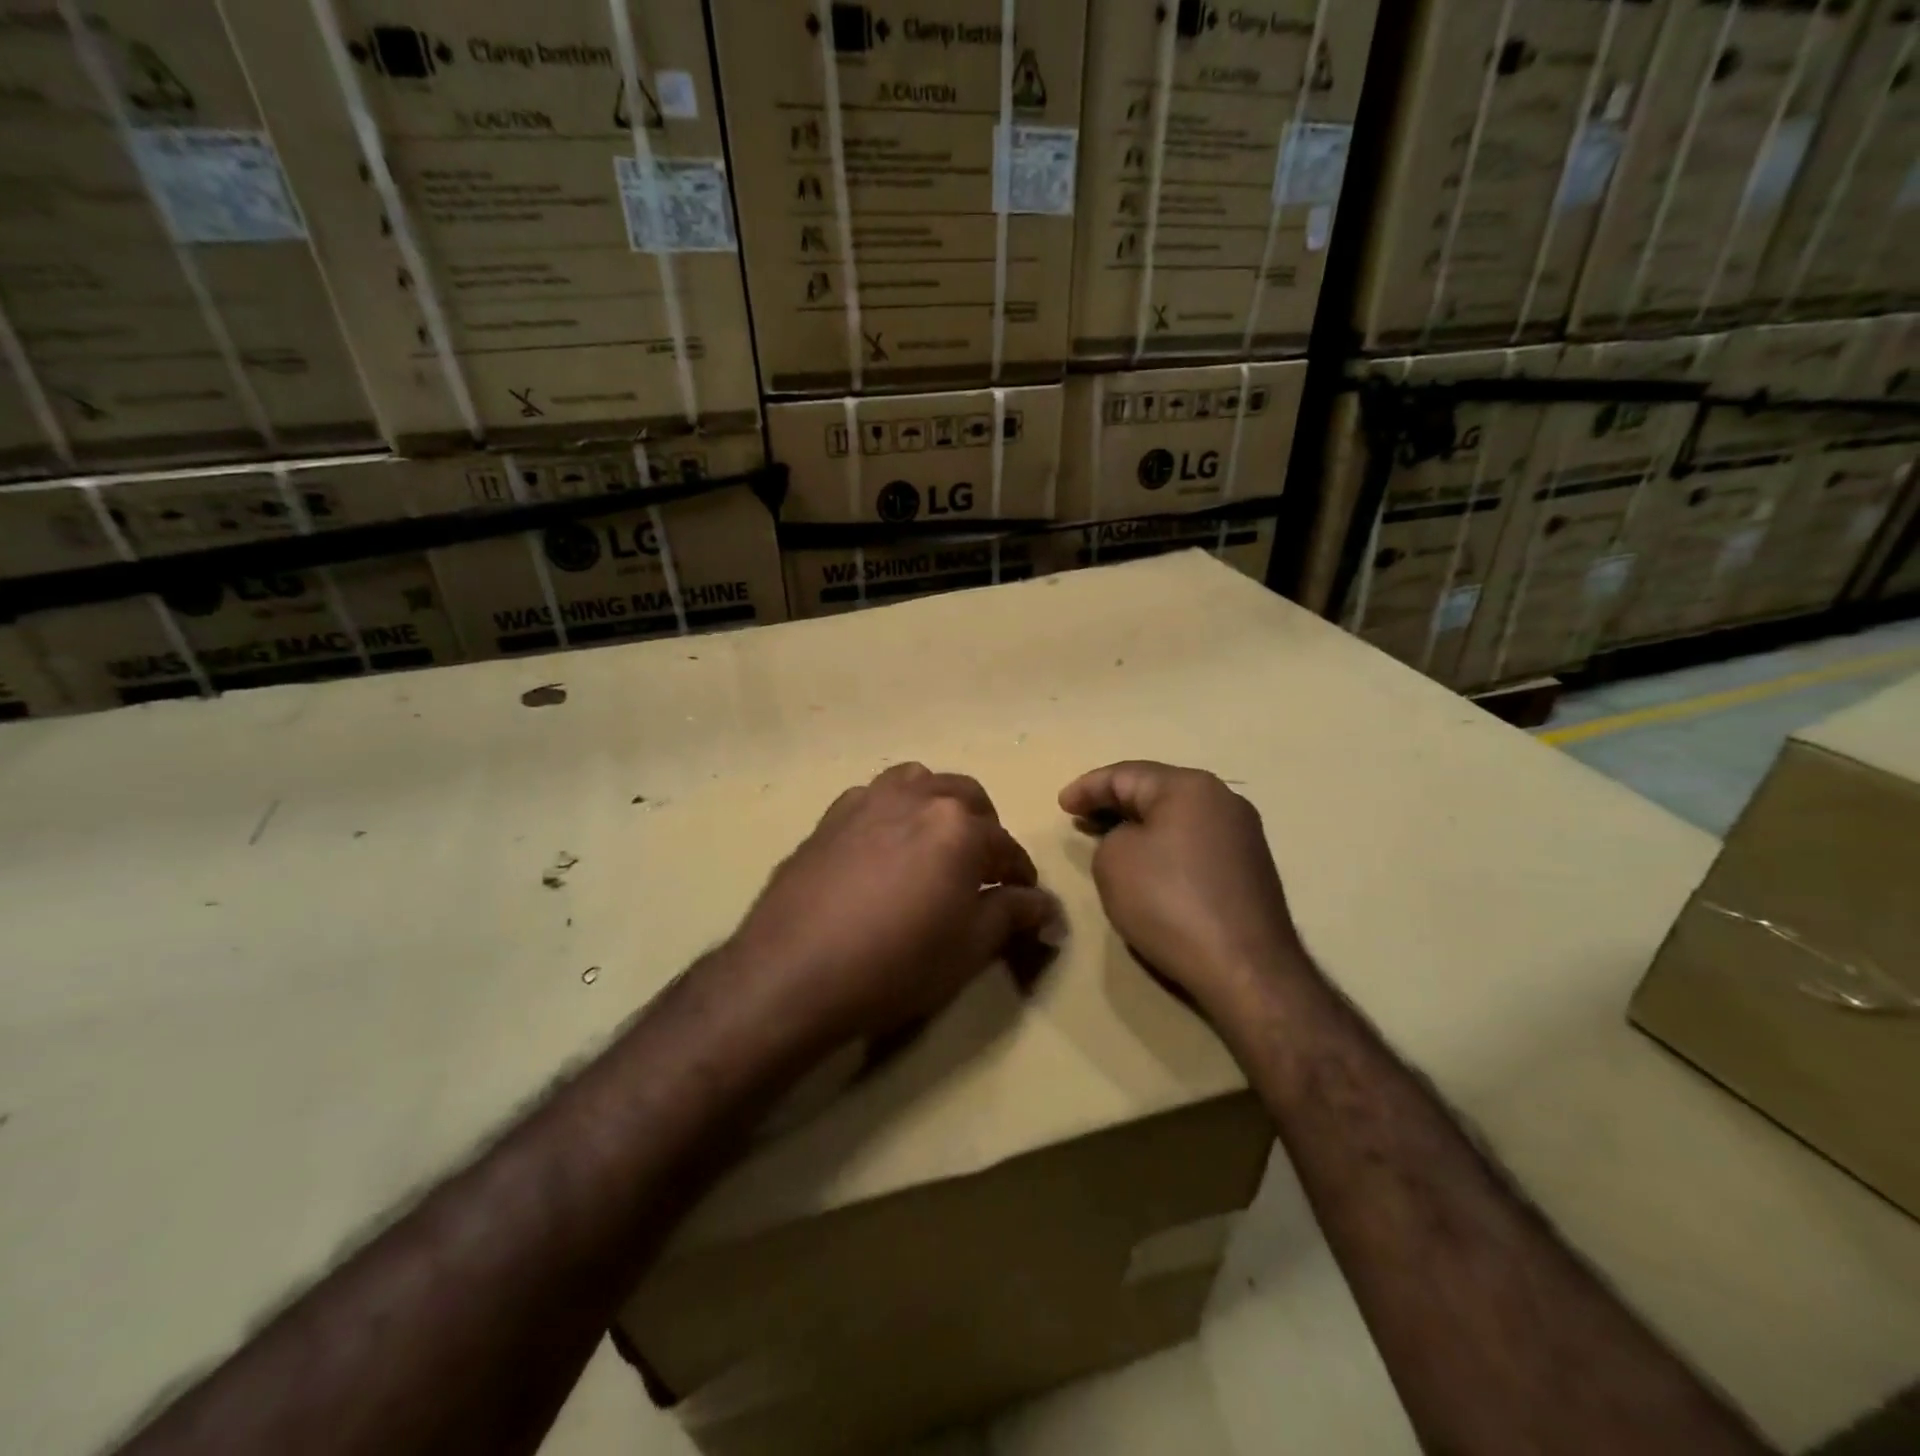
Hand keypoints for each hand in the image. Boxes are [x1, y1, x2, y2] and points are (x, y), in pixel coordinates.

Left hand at [731, 763, 1059, 1051]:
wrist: (794, 972)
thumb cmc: (896, 962)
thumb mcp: (970, 947)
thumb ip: (1013, 914)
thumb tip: (1045, 905)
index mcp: (959, 824)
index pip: (1006, 846)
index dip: (1020, 875)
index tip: (1023, 898)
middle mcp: (916, 796)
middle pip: (966, 798)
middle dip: (983, 830)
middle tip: (980, 870)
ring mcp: (868, 800)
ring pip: (918, 784)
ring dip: (937, 807)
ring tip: (933, 846)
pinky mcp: (830, 815)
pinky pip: (874, 798)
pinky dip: (893, 813)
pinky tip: (883, 850)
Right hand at [1059, 761, 1303, 1013]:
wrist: (1246, 968)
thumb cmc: (1170, 902)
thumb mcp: (1113, 862)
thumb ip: (1110, 837)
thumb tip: (1132, 842)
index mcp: (1189, 786)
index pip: (1125, 774)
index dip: (1087, 788)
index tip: (1061, 805)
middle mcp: (1222, 799)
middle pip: (1156, 791)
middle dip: (1115, 803)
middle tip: (1082, 819)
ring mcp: (1243, 834)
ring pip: (1178, 818)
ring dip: (1141, 826)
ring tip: (1110, 842)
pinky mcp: (1251, 868)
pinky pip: (1195, 843)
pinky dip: (1166, 847)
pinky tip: (1150, 867)